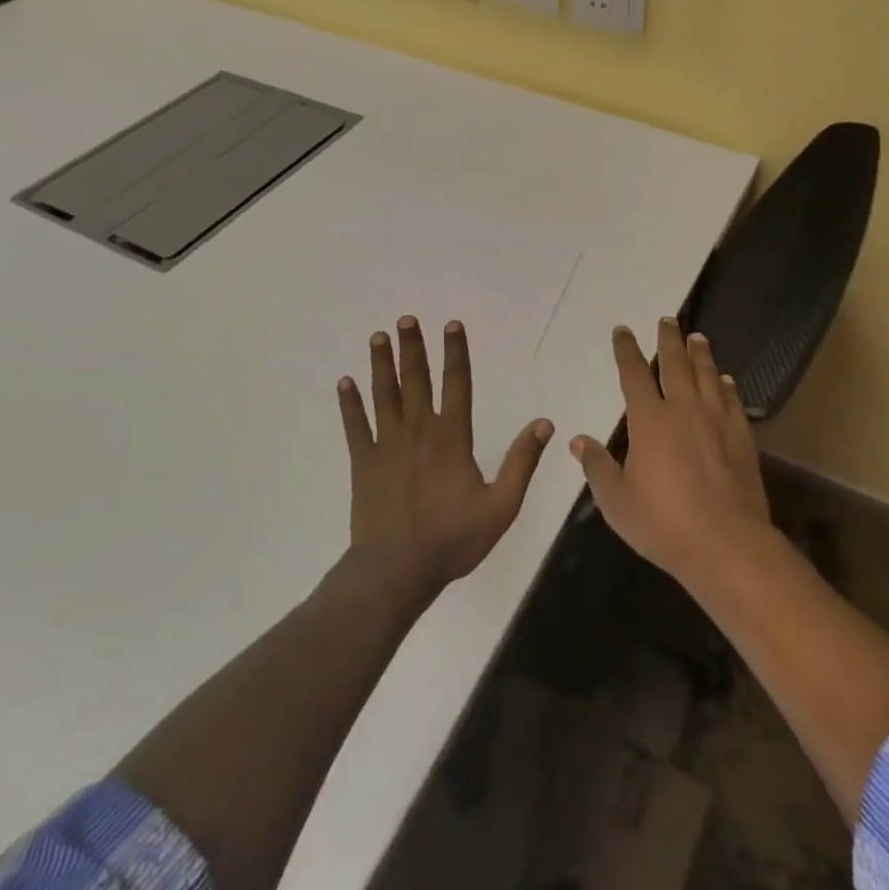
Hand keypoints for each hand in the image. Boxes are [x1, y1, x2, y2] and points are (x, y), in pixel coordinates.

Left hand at [338, 316, 553, 596]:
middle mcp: (418, 431)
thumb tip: (544, 422)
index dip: (456, 353)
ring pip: (384, 395)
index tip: (451, 324)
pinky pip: (354, 427)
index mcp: (452, 438)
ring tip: (378, 337)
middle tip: (405, 319)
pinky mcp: (363, 463)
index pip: (457, 384)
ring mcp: (386, 445)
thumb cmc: (453, 539)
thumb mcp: (501, 506)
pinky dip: (349, 404)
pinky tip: (344, 382)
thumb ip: (522, 462)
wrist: (396, 570)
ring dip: (381, 364)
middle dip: (412, 348)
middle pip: (416, 380)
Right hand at [570, 318, 771, 586]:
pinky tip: (725, 379)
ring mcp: (716, 421)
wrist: (727, 544)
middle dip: (668, 339)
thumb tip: (578, 441)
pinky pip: (732, 400)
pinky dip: (726, 385)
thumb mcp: (617, 501)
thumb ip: (598, 468)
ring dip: (700, 353)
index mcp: (649, 420)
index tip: (623, 330)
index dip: (626, 350)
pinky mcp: (741, 437)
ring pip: (707, 375)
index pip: (633, 374)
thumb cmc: (664, 523)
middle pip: (675, 363)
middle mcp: (683, 409)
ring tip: (696, 337)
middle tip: (668, 319)